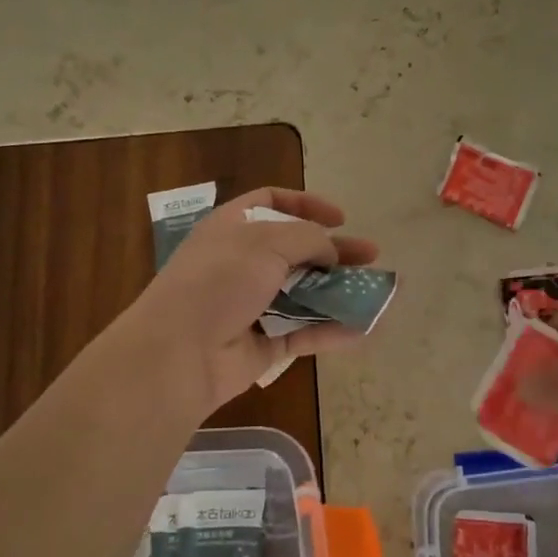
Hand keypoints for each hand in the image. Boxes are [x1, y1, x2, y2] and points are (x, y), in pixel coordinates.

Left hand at [124, 188, 381, 410]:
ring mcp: (252, 306)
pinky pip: (304, 333)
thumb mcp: (265, 243)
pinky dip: (332, 330)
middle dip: (334, 251)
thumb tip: (330, 251)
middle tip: (371, 255)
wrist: (179, 353)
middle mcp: (242, 263)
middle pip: (296, 250)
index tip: (340, 217)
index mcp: (232, 228)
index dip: (306, 204)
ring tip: (377, 290)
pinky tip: (365, 328)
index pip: (271, 203)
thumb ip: (307, 238)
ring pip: (304, 293)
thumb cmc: (218, 282)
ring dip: (339, 291)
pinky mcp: (263, 345)